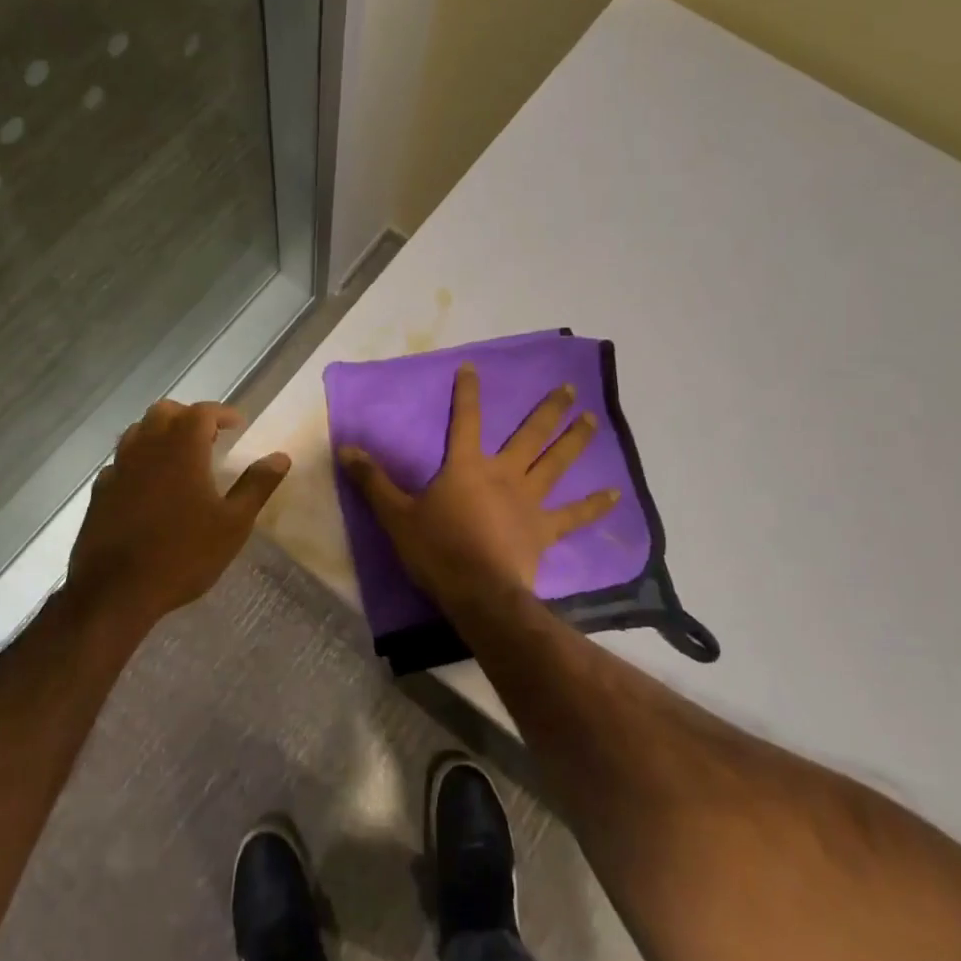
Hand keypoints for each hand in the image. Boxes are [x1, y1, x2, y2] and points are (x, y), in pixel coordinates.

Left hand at [66, 399, 290, 627]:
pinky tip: (147, 484)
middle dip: (188, 416)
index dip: (222, 413)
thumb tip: (281, 457)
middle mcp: (147, 448)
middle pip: (164, 412)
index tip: (237, 425)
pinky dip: (137, 461)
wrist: (115, 592)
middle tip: (207, 436)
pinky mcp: (100, 492)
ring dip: (159, 433)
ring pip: (138, 431)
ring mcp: (119, 468)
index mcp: (182, 448)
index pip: (202, 412)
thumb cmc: (183, 554)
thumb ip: (256, 485)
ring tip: (178, 455)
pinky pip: (120, 462)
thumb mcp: (233, 524)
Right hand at [338, 363, 619, 603]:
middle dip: (548, 409)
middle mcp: (504, 474)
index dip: (467, 392)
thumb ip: (373, 481)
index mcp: (467, 466)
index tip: (473, 367)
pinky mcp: (545, 529)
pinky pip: (574, 515)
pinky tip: (614, 494)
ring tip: (591, 418)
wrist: (479, 593)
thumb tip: (345, 448)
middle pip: (529, 435)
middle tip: (568, 389)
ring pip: (556, 463)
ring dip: (574, 440)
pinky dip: (594, 505)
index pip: (464, 419)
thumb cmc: (437, 550)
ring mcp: (529, 500)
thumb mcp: (396, 515)